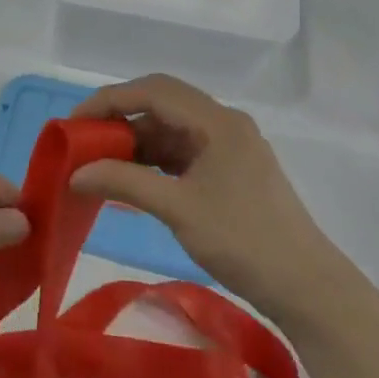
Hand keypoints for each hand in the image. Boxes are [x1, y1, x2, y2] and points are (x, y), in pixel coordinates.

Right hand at [68, 74, 345, 322]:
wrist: (306, 286)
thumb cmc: (243, 241)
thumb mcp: (178, 209)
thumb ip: (125, 183)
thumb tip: (76, 173)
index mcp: (217, 121)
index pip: (153, 91)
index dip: (109, 100)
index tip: (73, 122)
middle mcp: (223, 123)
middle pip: (161, 104)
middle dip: (119, 118)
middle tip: (83, 142)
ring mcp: (228, 146)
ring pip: (170, 129)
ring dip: (135, 142)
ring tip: (99, 163)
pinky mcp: (229, 170)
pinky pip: (182, 152)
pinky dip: (153, 161)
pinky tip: (131, 179)